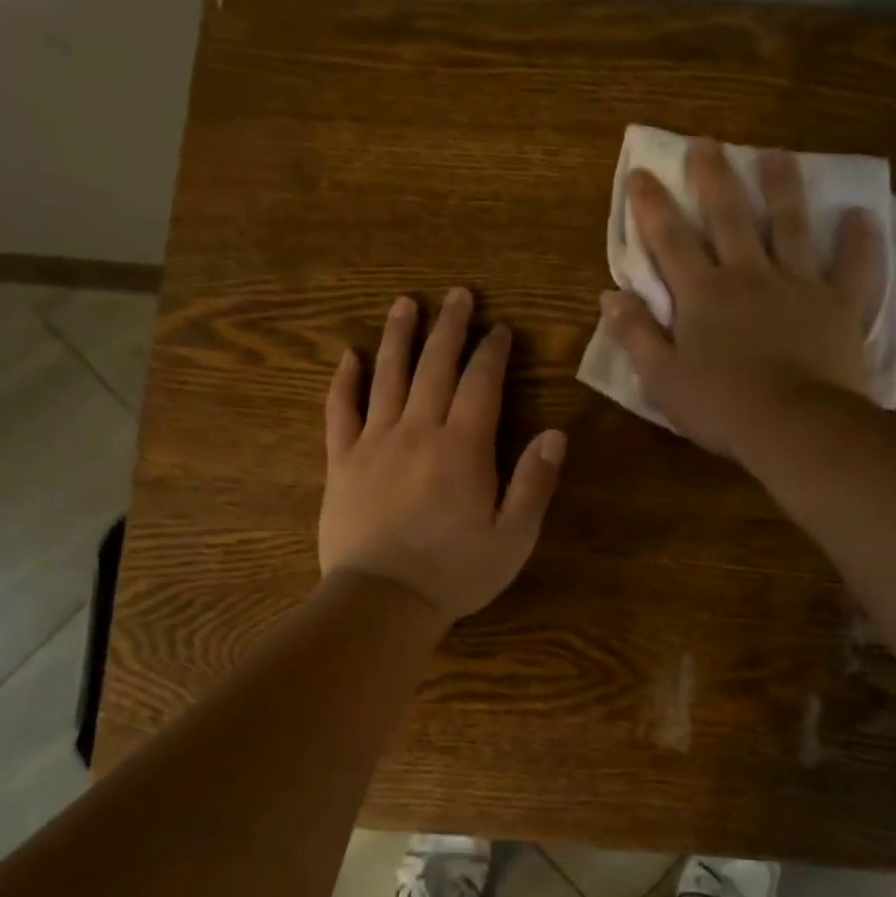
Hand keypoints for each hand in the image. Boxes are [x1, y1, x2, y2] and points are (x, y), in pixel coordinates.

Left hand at [320, 288, 564, 622]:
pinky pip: (340, 411)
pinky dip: (344, 381)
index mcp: (462, 447)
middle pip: (435, 366)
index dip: (492, 352)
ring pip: (388, 376)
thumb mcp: (513, 537)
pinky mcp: (342, 461)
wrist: (382, 601)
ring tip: (405, 303)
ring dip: (398, 337)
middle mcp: (418, 431)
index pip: (481, 384)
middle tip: (458, 295)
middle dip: (450, 327)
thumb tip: (555, 433)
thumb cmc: (455, 572)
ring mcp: (375, 442)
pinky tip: (349, 356)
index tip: (500, 329)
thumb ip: (534, 482)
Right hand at [602, 140, 883, 456]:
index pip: (670, 240)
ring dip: (781, 187)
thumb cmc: (721, 406)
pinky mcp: (840, 306)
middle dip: (713, 177)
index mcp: (703, 294)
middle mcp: (749, 275)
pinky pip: (854, 268)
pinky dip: (858, 241)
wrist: (794, 426)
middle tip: (707, 142)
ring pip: (791, 225)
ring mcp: (799, 285)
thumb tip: (610, 296)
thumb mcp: (662, 379)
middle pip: (729, 216)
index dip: (652, 205)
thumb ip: (636, 335)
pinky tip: (861, 214)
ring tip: (775, 154)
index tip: (641, 171)